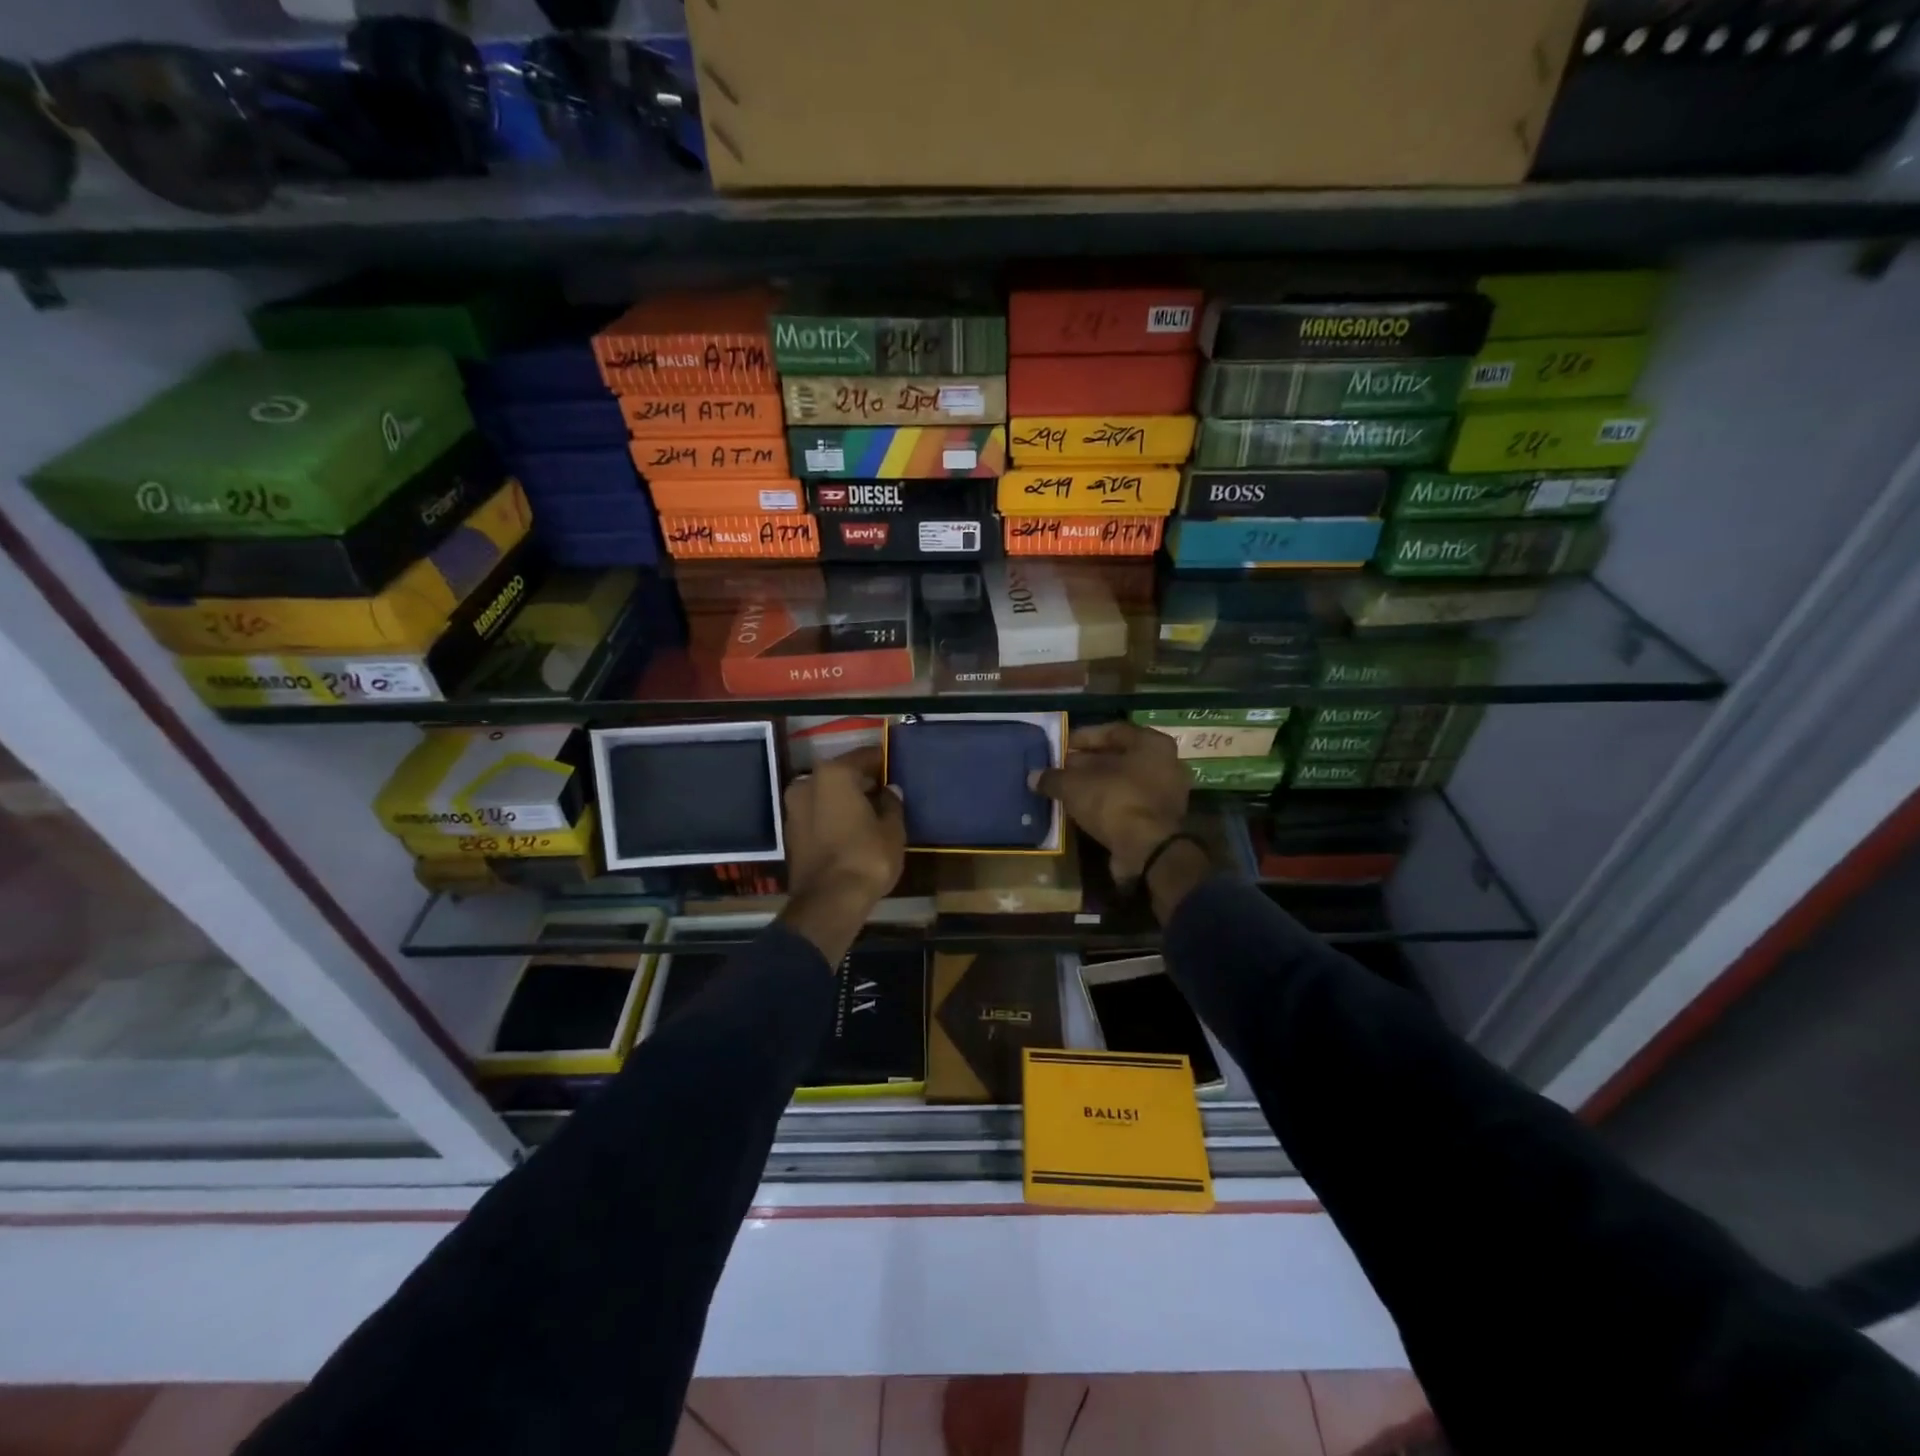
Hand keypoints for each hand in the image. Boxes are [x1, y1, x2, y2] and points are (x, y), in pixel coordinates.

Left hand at [780, 747, 904, 962]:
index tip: (894, 769)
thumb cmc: (866, 856)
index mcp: (834, 774)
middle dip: (860, 782)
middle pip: (841, 774)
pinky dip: (831, 817)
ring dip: (844, 801)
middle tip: (883, 793)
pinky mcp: (790, 833)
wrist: (829, 901)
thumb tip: (890, 790)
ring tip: (868, 814)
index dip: (881, 762)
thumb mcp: (892, 829)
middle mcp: (807, 783)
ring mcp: (793, 808)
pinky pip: (817, 815)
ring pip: (826, 795)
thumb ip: (892, 803)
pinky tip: (850, 830)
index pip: (864, 756)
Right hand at [1030, 721, 1190, 879]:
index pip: (1112, 731)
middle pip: (1119, 757)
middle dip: (1087, 763)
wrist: (1147, 850)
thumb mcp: (1074, 786)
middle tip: (1061, 769)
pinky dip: (1107, 804)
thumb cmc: (1114, 802)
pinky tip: (1083, 810)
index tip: (1060, 747)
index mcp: (1151, 743)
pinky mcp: (1161, 819)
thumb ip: (1053, 778)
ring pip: (1123, 782)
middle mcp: (1165, 763)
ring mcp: (1166, 793)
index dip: (1082, 738)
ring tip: (1067, 790)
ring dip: (1096, 785)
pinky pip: (1128, 803)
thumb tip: (1034, 776)